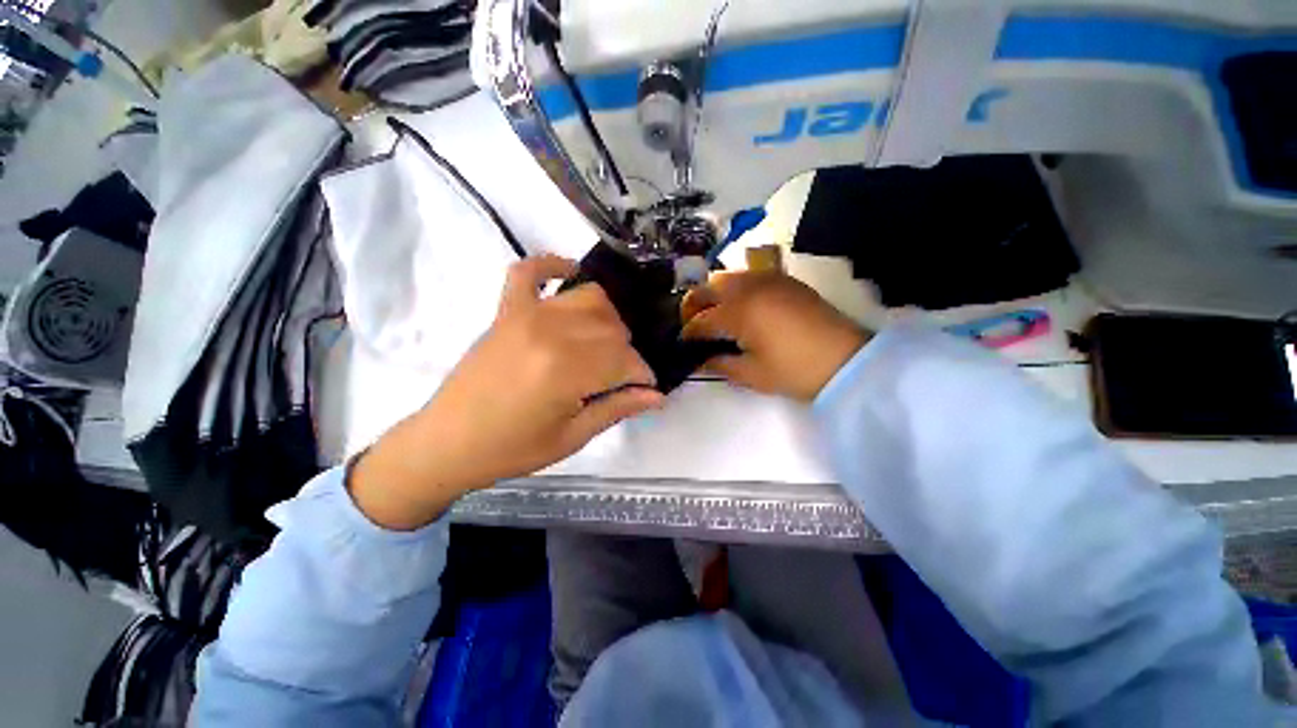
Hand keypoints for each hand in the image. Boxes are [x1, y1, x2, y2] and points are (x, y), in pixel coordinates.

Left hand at [351, 255, 664, 529]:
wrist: (448, 442)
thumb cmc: (512, 448)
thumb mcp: (572, 437)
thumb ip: (617, 409)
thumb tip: (657, 397)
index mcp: (567, 370)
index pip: (626, 360)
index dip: (643, 376)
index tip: (646, 389)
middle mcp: (551, 332)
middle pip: (612, 328)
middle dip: (626, 352)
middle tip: (620, 376)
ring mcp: (526, 315)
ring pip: (589, 298)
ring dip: (607, 318)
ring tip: (602, 343)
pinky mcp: (506, 310)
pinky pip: (529, 271)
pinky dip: (552, 265)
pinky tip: (569, 274)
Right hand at [681, 271, 868, 400]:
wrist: (846, 360)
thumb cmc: (794, 370)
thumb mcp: (751, 374)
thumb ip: (720, 364)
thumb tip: (702, 358)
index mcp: (738, 313)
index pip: (701, 321)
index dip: (688, 333)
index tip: (683, 343)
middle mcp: (748, 288)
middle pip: (708, 287)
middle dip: (693, 304)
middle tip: (692, 323)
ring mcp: (768, 279)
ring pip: (728, 276)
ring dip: (714, 293)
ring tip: (716, 313)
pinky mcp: (785, 279)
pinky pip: (751, 275)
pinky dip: (737, 287)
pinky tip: (742, 304)